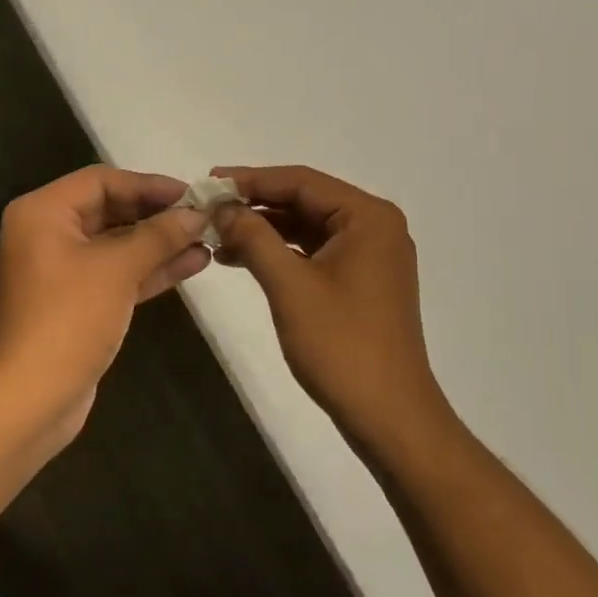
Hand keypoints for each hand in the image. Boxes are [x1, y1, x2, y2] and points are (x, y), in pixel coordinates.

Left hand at [0, 166, 211, 442]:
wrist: (32, 398)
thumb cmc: (69, 318)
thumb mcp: (118, 268)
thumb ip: (159, 235)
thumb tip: (197, 213)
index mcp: (43, 212)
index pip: (101, 181)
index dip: (148, 184)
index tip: (190, 194)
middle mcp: (48, 234)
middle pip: (110, 210)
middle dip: (158, 215)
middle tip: (202, 216)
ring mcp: (62, 271)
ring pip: (118, 245)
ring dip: (160, 243)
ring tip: (207, 239)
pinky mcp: (78, 303)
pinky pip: (117, 274)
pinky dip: (150, 269)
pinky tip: (192, 264)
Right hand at [214, 166, 454, 452]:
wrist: (389, 416)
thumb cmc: (341, 345)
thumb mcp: (290, 286)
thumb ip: (254, 238)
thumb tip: (222, 206)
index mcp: (368, 217)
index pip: (301, 181)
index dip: (251, 179)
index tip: (208, 183)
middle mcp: (375, 226)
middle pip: (306, 201)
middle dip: (256, 205)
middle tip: (207, 209)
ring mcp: (371, 255)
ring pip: (308, 228)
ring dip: (265, 230)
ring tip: (217, 236)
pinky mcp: (362, 281)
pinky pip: (316, 252)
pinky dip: (281, 253)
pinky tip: (243, 260)